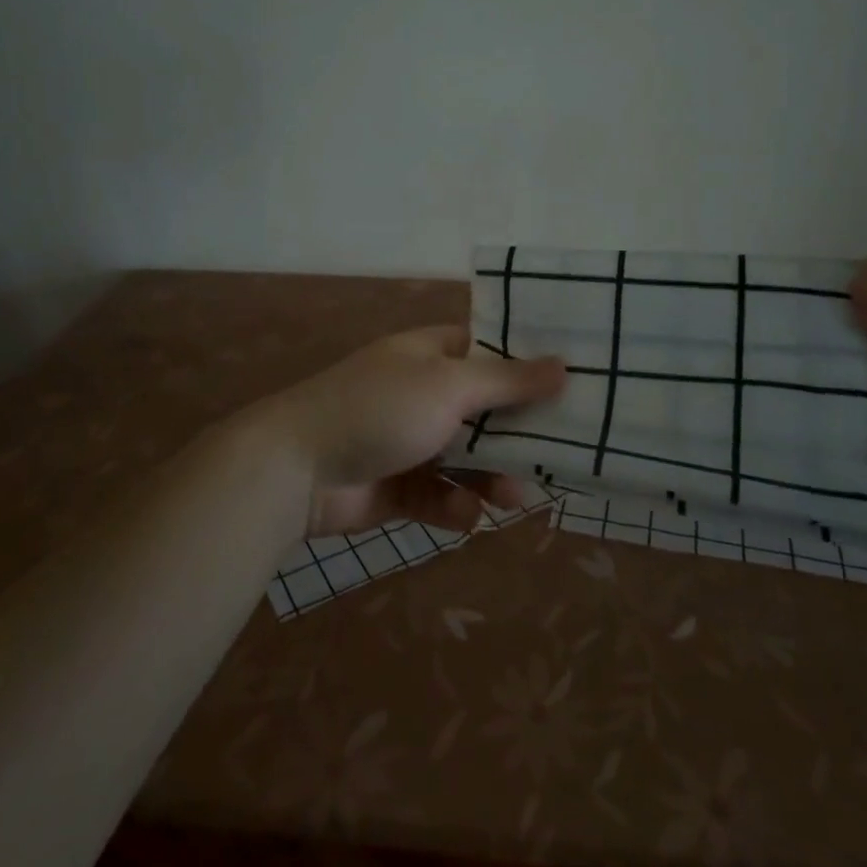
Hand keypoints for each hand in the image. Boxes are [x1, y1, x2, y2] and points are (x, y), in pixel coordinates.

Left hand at [272, 326, 566, 535]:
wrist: (296, 469)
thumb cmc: (379, 409)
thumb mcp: (449, 386)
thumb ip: (507, 381)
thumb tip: (564, 364)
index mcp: (431, 355)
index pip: (489, 352)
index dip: (527, 367)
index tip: (570, 386)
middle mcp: (422, 393)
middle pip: (485, 411)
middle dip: (517, 435)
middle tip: (556, 456)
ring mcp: (408, 440)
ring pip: (466, 458)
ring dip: (491, 477)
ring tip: (514, 498)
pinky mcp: (397, 486)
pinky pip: (439, 494)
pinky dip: (454, 504)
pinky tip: (465, 514)